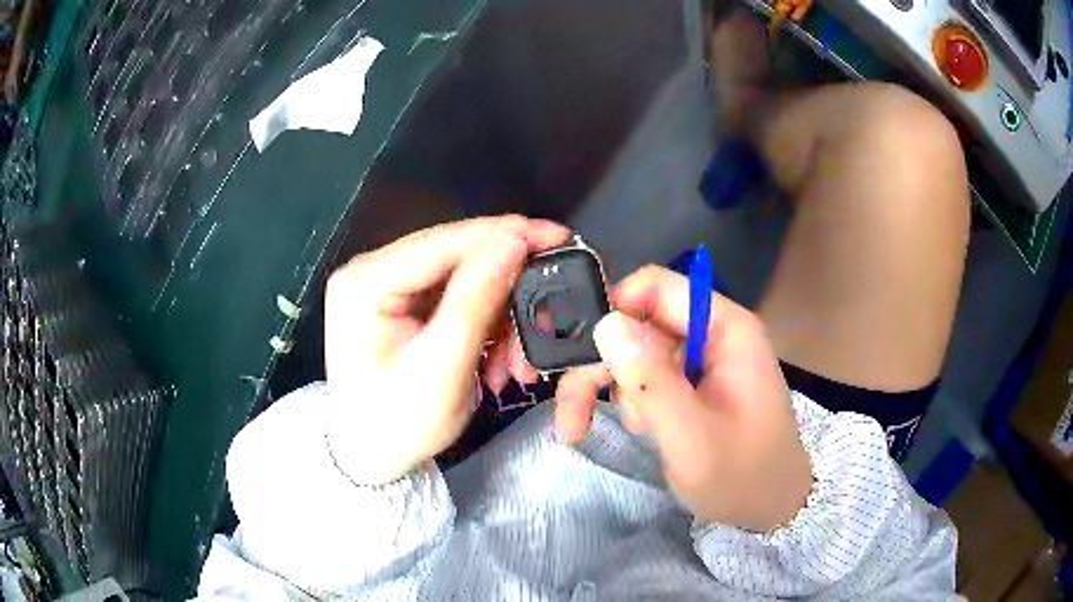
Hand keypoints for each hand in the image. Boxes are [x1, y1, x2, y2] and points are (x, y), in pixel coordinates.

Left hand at [324, 216, 569, 484]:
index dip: (504, 234)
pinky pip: (457, 299)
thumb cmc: (397, 424)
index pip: (444, 241)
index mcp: (366, 281)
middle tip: (548, 311)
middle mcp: (373, 271)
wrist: (371, 458)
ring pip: (463, 279)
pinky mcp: (404, 305)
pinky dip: (486, 326)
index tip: (557, 236)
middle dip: (507, 286)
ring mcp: (388, 287)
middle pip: (456, 257)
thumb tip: (512, 242)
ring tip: (517, 360)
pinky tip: (498, 359)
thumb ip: (475, 301)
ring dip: (500, 315)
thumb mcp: (441, 369)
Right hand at [555, 266, 811, 531]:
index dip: (615, 311)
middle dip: (603, 368)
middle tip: (572, 416)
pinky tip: (638, 433)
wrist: (769, 509)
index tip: (584, 355)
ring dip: (618, 393)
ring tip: (633, 435)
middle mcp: (709, 335)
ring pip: (635, 354)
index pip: (658, 287)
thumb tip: (606, 323)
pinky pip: (647, 378)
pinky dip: (630, 404)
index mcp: (724, 329)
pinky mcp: (690, 385)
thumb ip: (650, 380)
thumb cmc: (741, 476)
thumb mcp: (691, 436)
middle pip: (638, 324)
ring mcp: (699, 361)